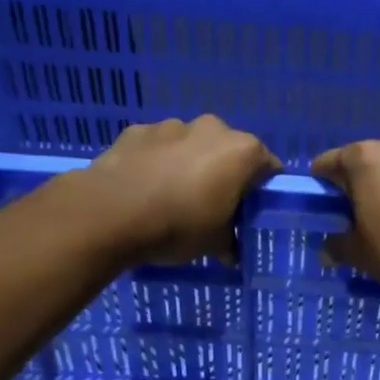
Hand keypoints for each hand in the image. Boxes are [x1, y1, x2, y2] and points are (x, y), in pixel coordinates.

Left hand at [69, 116, 280, 264]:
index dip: (262, 191)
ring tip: (173, 196)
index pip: (269, 167)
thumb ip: (230, 243)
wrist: (110, 213)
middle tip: (212, 205)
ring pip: (192, 145)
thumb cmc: (178, 226)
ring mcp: (172, 126)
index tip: (250, 210)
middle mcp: (212, 129)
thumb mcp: (214, 244)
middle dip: (224, 173)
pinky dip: (158, 162)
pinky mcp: (137, 130)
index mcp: (242, 152)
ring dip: (189, 164)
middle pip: (229, 151)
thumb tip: (232, 253)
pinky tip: (146, 187)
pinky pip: (158, 147)